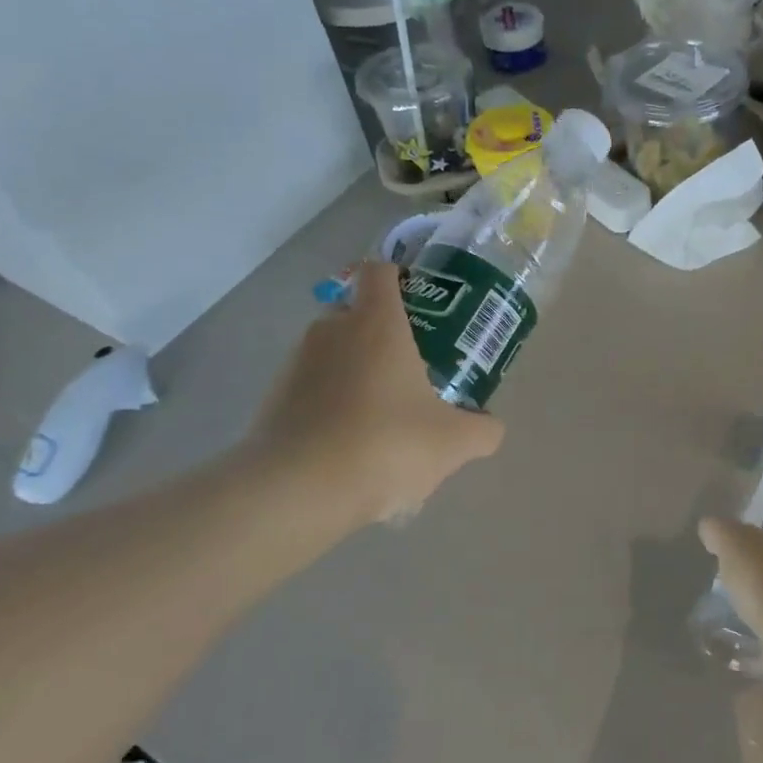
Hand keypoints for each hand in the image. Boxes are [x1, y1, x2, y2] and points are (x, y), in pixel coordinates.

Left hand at [243, 263, 503, 525]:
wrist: (297, 491)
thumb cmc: (385, 446)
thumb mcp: (453, 443)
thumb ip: (482, 429)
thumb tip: (489, 426)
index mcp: (376, 324)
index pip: (380, 271)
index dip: (400, 277)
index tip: (422, 303)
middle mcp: (330, 331)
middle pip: (357, 313)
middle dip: (384, 334)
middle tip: (415, 369)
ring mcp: (295, 364)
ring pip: (334, 353)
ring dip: (357, 372)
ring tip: (385, 416)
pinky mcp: (273, 399)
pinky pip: (313, 389)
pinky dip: (332, 404)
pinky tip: (352, 445)